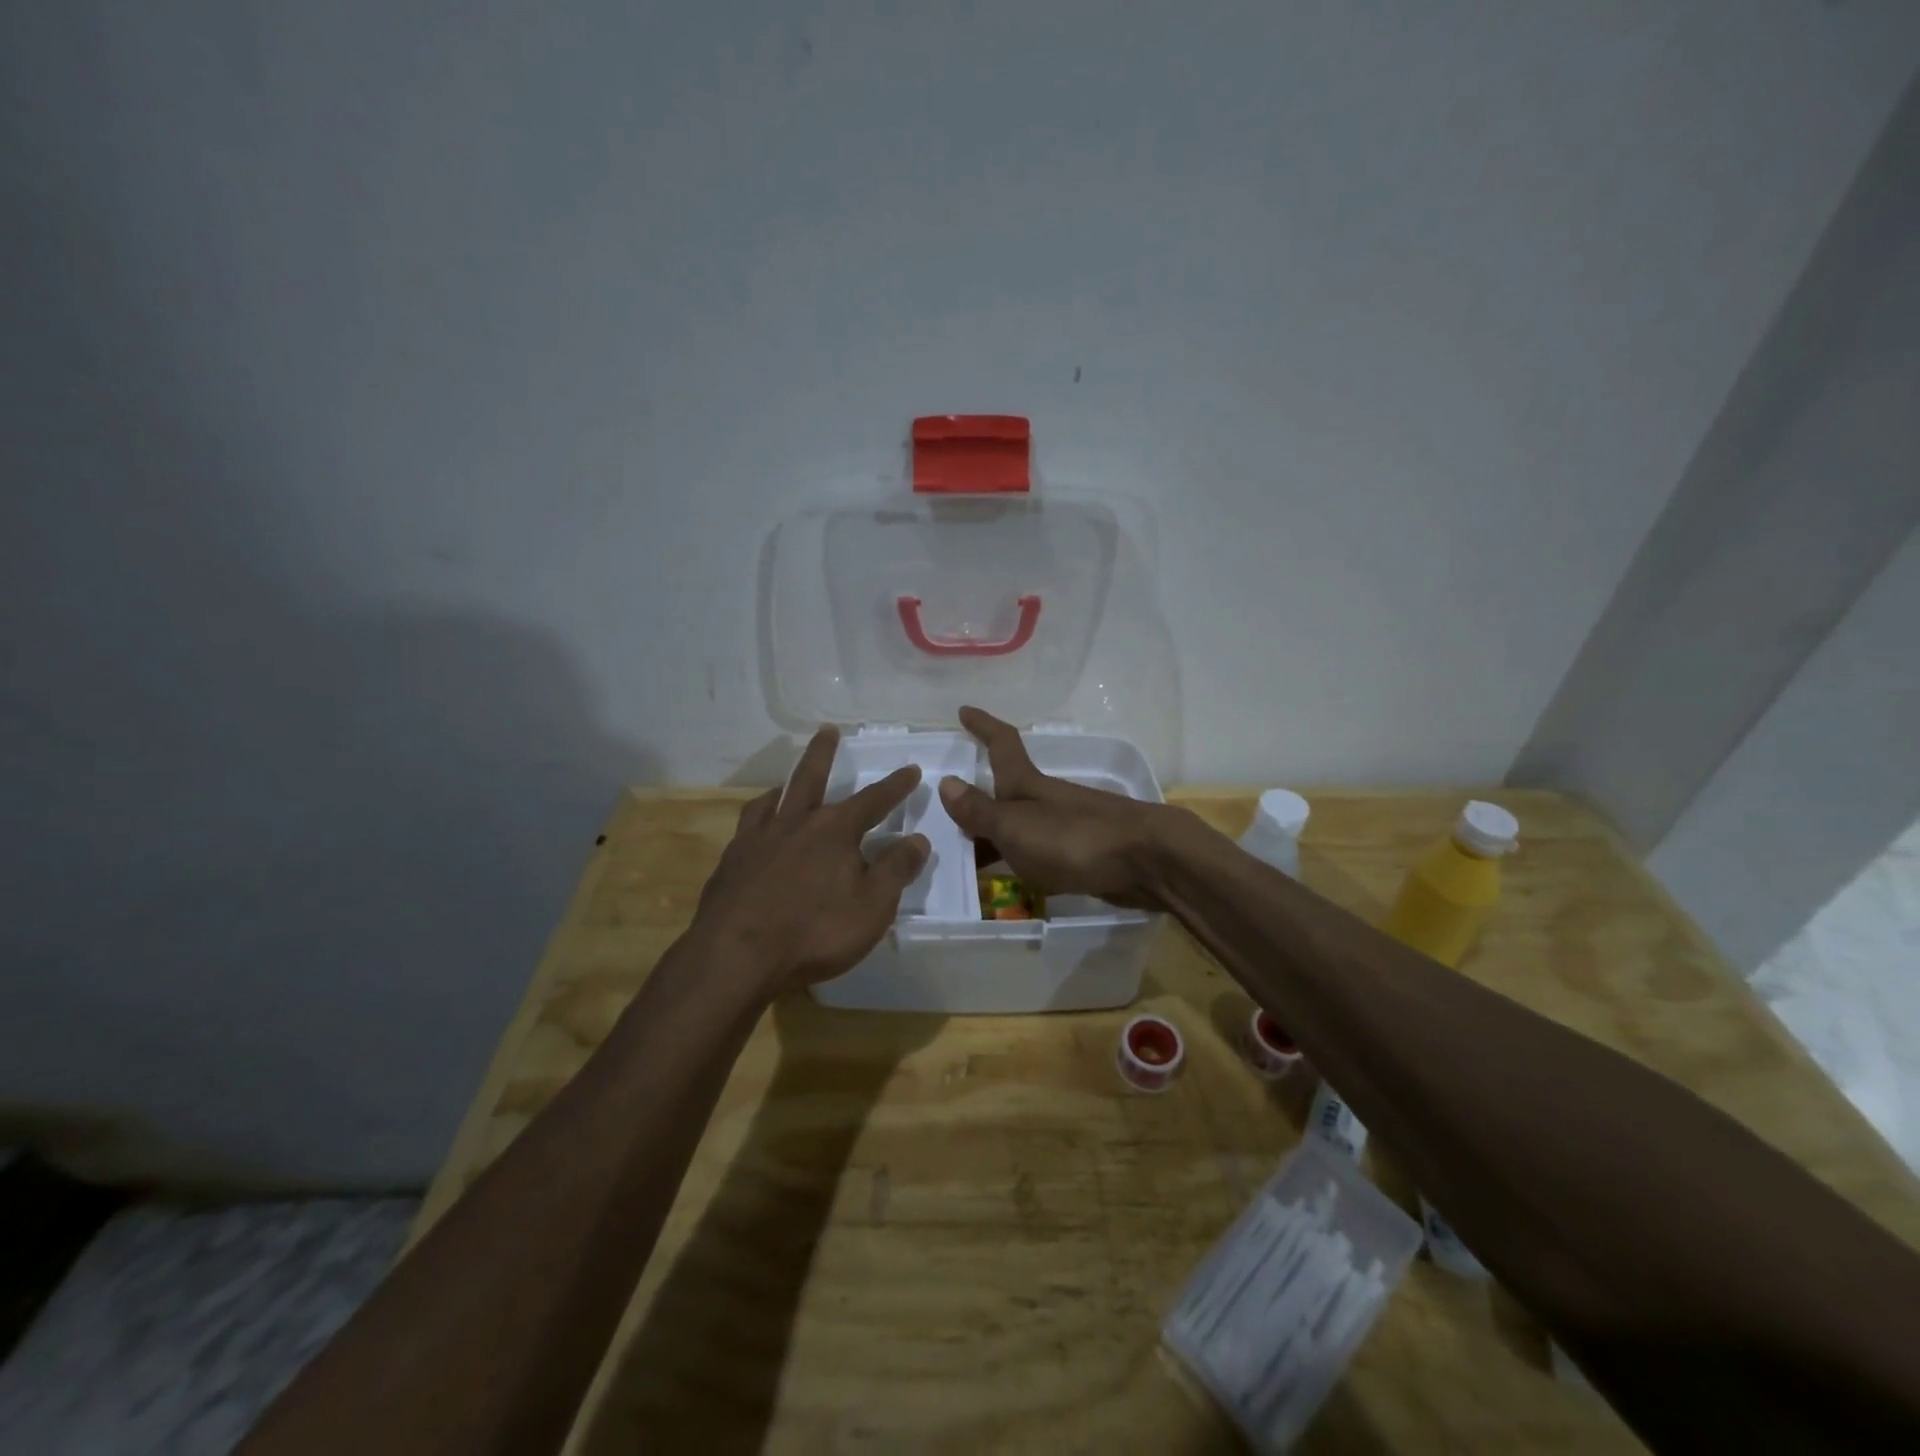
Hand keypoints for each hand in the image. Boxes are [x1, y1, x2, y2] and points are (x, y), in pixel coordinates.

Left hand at [693, 727, 928, 993]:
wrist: (737, 955)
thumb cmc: (815, 931)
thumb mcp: (873, 906)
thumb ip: (896, 869)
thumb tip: (918, 839)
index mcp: (835, 830)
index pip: (874, 800)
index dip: (895, 786)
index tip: (910, 770)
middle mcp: (796, 823)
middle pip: (812, 777)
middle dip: (824, 753)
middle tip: (828, 730)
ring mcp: (758, 839)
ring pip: (774, 798)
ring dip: (786, 785)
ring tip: (786, 782)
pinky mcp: (732, 861)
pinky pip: (747, 826)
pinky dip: (758, 817)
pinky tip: (757, 827)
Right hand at [937, 706, 1189, 910]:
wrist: (1148, 861)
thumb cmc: (1074, 838)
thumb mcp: (1016, 826)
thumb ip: (980, 811)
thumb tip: (945, 782)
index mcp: (1028, 784)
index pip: (1002, 745)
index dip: (983, 726)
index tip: (965, 710)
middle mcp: (1047, 799)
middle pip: (1008, 791)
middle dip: (982, 798)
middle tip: (950, 816)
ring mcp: (1069, 825)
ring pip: (1024, 824)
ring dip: (998, 835)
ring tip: (970, 857)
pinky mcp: (1086, 853)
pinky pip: (1042, 851)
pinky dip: (1023, 858)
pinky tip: (1015, 878)